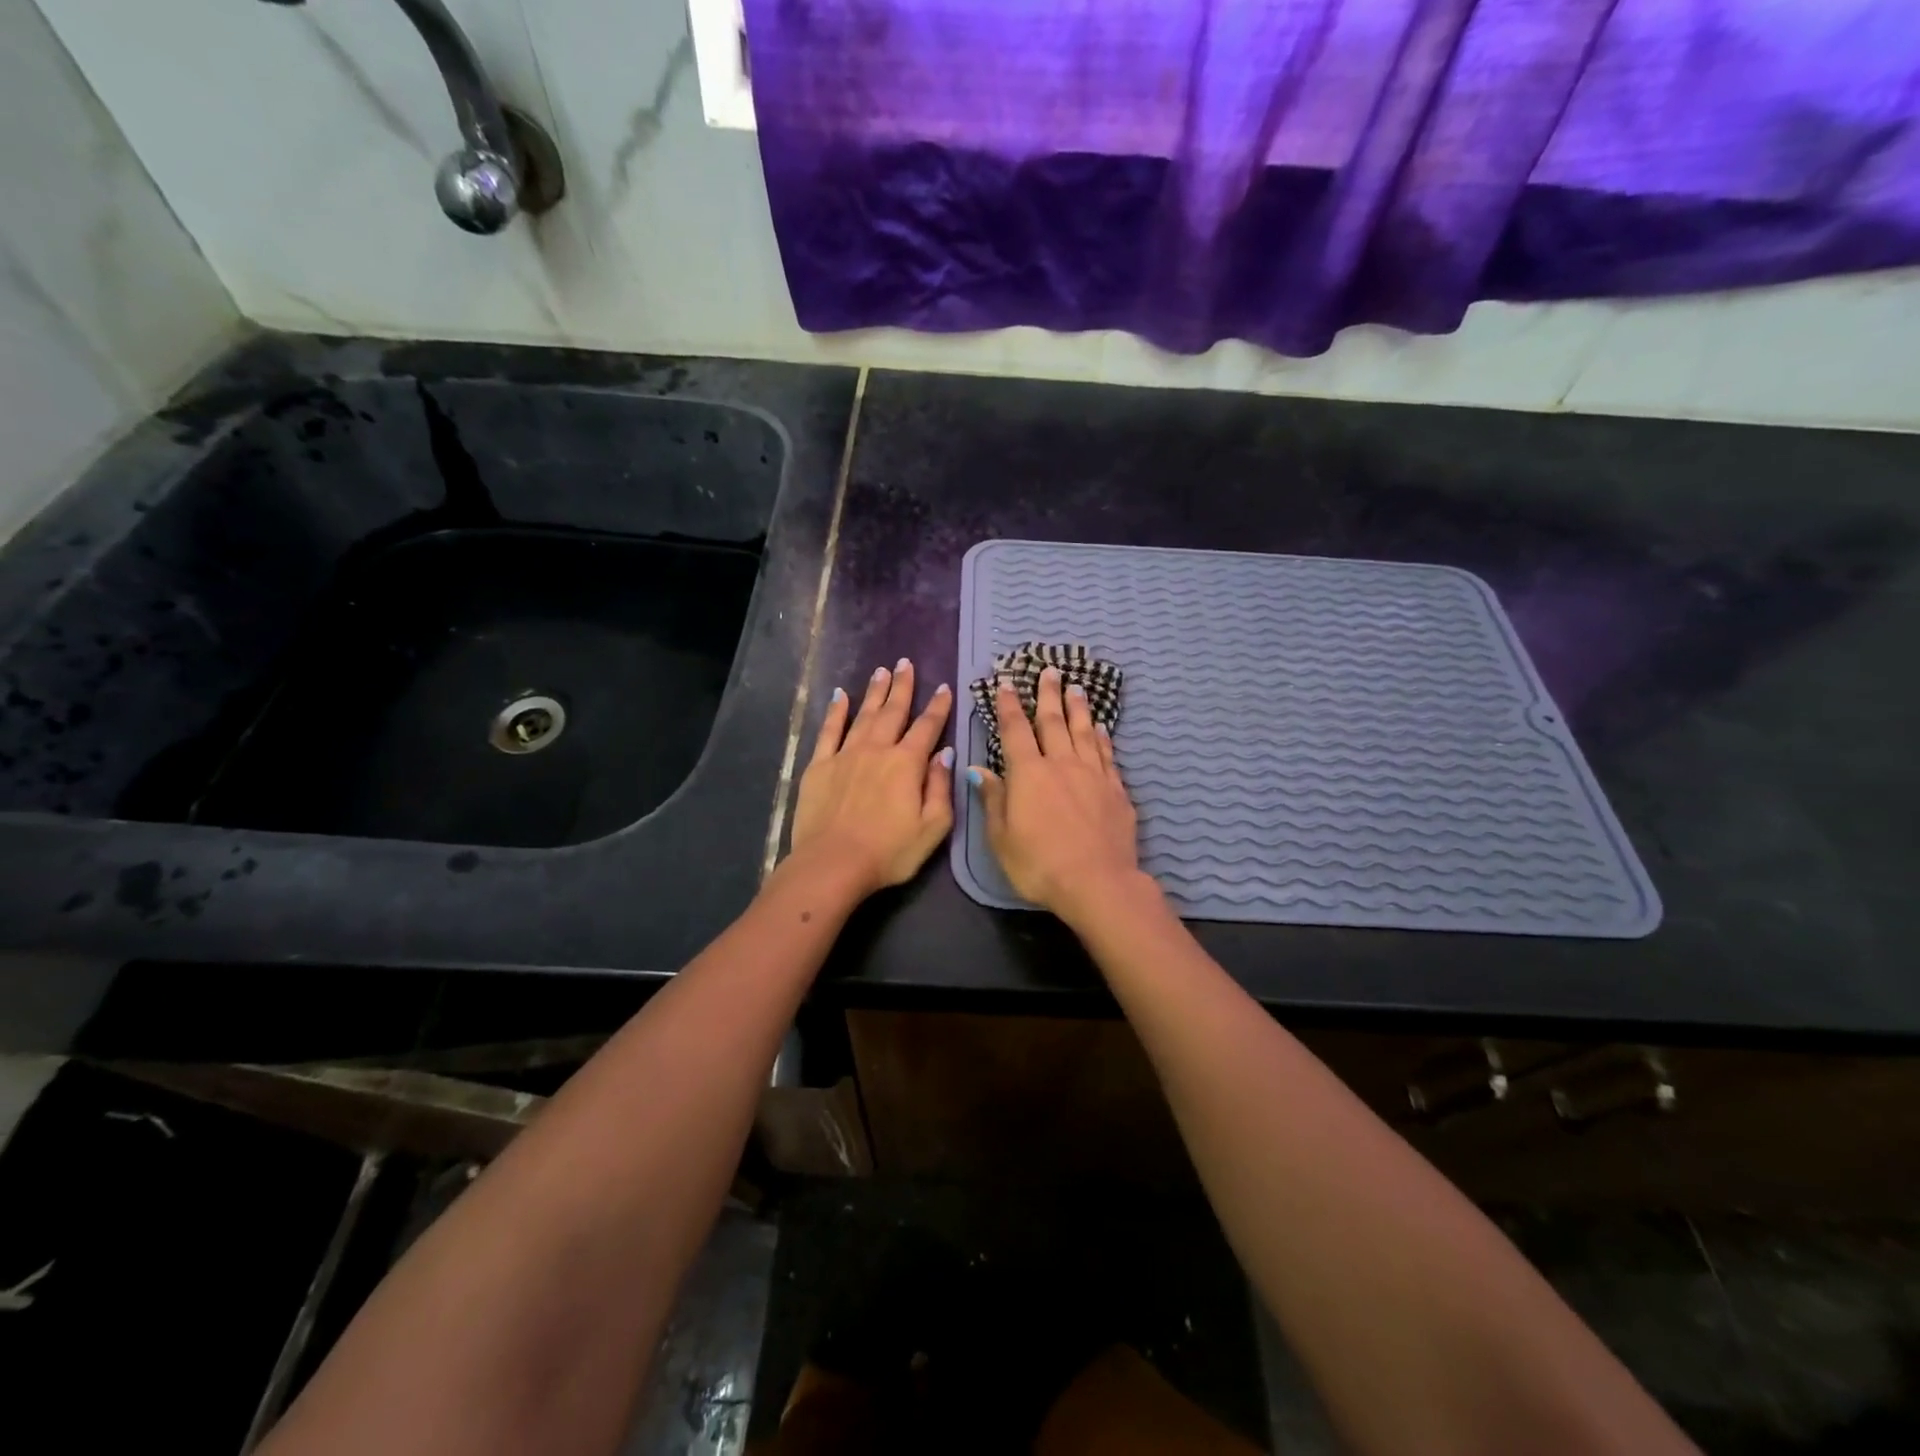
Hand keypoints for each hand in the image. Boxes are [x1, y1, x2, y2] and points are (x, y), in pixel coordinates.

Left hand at [788, 659, 953, 899]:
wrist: (833, 864)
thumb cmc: (889, 852)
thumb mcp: (932, 827)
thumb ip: (941, 787)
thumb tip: (945, 754)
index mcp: (907, 763)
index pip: (927, 728)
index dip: (938, 707)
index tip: (944, 687)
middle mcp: (877, 750)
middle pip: (893, 711)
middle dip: (902, 687)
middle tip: (906, 663)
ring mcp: (845, 755)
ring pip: (864, 715)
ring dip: (874, 692)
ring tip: (882, 671)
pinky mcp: (819, 766)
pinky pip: (829, 731)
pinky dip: (836, 711)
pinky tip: (840, 696)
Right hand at [969, 666, 1145, 922]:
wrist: (1097, 883)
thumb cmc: (1039, 865)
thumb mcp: (1001, 837)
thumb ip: (993, 799)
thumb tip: (979, 769)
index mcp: (1028, 774)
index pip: (1015, 731)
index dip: (1009, 705)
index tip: (1006, 683)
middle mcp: (1061, 764)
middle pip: (1053, 722)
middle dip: (1048, 694)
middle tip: (1049, 670)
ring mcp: (1093, 775)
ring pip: (1083, 731)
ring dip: (1078, 707)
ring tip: (1076, 686)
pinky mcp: (1116, 790)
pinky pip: (1106, 754)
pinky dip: (1101, 737)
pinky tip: (1100, 727)